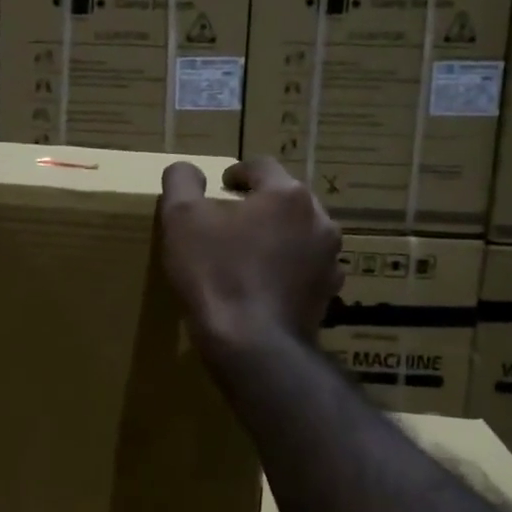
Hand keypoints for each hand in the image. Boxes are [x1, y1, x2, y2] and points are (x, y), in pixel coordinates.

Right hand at [158, 156, 342, 355]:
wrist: (253, 345)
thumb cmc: (215, 274)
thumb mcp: (181, 219)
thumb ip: (182, 182)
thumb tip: (187, 169)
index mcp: (287, 194)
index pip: (261, 166)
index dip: (238, 173)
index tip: (221, 186)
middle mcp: (319, 219)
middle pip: (286, 200)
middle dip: (260, 205)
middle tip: (231, 220)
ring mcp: (329, 259)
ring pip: (300, 234)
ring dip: (278, 236)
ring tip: (249, 253)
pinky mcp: (328, 294)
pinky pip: (306, 269)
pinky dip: (288, 269)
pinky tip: (266, 285)